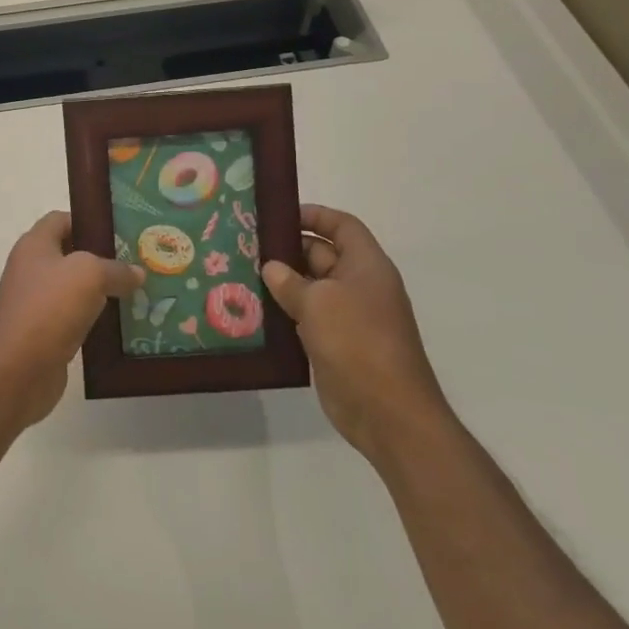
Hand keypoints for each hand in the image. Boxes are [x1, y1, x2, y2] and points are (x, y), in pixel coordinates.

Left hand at [0, 211, 143, 429]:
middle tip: (138, 260)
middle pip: (71, 254)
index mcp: (35, 245)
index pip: (62, 219)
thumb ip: (116, 269)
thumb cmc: (49, 308)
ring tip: (139, 290)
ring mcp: (37, 303)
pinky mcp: (45, 333)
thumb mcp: (89, 275)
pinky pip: (76, 317)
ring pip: (76, 288)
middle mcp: (32, 269)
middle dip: (103, 257)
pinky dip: (97, 319)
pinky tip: (124, 323)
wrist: (18, 371)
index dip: (89, 221)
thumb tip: (137, 273)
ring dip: (103, 291)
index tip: (122, 230)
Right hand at [261, 204, 446, 459]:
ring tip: (241, 275)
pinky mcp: (335, 344)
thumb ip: (290, 281)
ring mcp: (348, 317)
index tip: (278, 216)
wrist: (386, 411)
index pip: (342, 226)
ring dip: (281, 284)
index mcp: (367, 265)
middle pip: (322, 255)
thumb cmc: (357, 341)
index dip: (314, 216)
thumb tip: (272, 267)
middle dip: (288, 249)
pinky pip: (306, 318)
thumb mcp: (318, 302)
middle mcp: (359, 286)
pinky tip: (253, 311)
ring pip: (310, 289)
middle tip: (246, 246)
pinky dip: (284, 314)